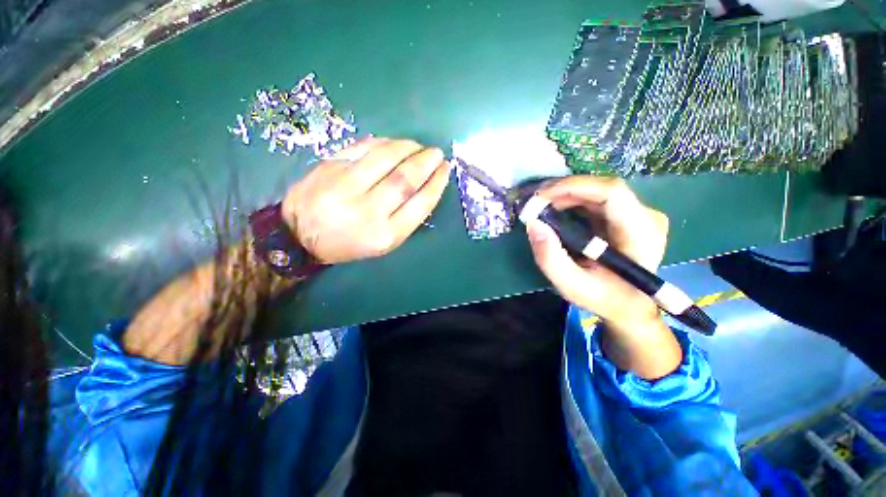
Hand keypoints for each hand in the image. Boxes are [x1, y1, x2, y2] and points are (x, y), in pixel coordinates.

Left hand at [282, 138, 450, 263]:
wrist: (300, 236)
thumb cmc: (349, 243)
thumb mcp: (383, 242)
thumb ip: (405, 217)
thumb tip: (425, 185)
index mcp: (385, 235)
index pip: (420, 203)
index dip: (437, 183)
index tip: (445, 170)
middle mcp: (368, 211)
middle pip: (405, 179)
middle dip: (426, 162)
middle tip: (436, 153)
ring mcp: (345, 187)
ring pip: (385, 158)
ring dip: (408, 147)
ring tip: (418, 146)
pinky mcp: (329, 168)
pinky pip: (363, 148)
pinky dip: (383, 143)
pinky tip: (394, 143)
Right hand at [525, 176, 680, 378]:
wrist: (629, 305)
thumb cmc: (603, 297)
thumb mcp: (572, 285)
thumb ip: (550, 258)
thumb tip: (533, 224)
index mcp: (641, 233)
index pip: (612, 193)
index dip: (573, 187)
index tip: (541, 197)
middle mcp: (646, 216)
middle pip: (601, 188)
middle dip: (563, 191)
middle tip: (534, 203)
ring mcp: (638, 213)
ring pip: (597, 190)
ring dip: (565, 195)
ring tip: (540, 206)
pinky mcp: (627, 214)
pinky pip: (595, 198)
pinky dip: (571, 200)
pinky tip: (555, 209)